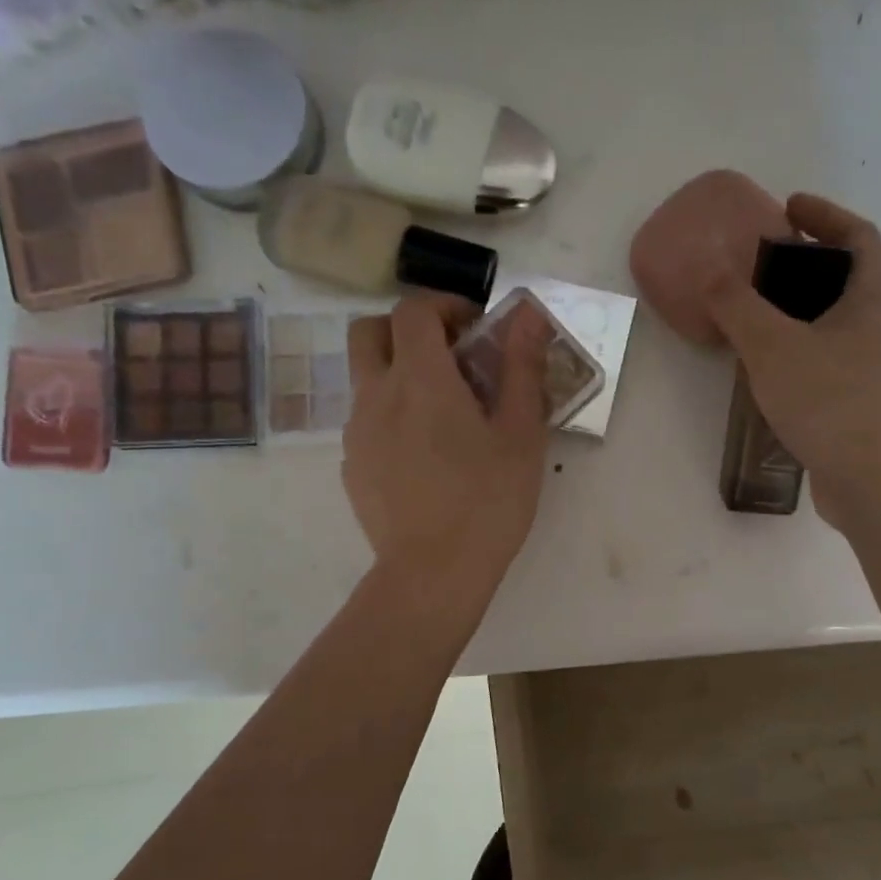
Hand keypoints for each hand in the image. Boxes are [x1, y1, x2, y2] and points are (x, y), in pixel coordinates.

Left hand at [343, 293, 551, 611]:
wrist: (433, 573)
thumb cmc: (488, 501)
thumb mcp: (521, 433)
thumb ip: (522, 368)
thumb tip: (529, 316)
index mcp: (420, 378)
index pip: (413, 309)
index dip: (444, 306)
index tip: (475, 329)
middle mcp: (376, 394)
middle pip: (368, 330)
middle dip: (404, 330)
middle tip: (447, 358)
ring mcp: (357, 432)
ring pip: (365, 378)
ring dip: (397, 375)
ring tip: (441, 415)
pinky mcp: (351, 467)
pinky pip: (366, 422)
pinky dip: (391, 417)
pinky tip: (424, 458)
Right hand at [703, 192, 880, 530]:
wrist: (876, 483)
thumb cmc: (831, 400)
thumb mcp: (773, 346)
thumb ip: (738, 305)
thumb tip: (711, 273)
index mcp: (878, 296)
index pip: (858, 235)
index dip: (824, 215)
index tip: (788, 207)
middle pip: (851, 277)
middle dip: (809, 265)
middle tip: (764, 265)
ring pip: (842, 322)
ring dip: (806, 311)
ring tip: (760, 316)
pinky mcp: (870, 402)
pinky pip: (836, 358)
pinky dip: (807, 348)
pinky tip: (774, 369)